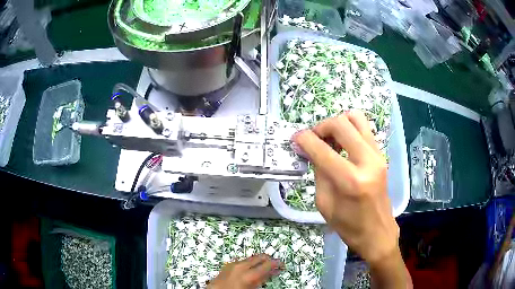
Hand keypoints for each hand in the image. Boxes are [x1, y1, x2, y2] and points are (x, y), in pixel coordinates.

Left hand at [207, 254, 283, 288]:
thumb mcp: (252, 288)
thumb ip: (263, 280)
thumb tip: (272, 273)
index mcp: (249, 274)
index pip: (268, 264)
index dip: (277, 264)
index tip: (282, 265)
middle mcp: (241, 266)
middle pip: (260, 257)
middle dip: (269, 259)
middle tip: (275, 265)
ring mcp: (233, 264)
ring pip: (251, 258)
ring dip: (259, 261)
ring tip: (263, 268)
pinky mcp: (228, 264)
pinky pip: (242, 261)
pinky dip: (249, 263)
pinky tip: (250, 270)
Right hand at [293, 111, 399, 266]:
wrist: (377, 232)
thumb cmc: (349, 226)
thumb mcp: (324, 203)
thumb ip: (318, 172)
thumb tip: (310, 149)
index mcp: (351, 181)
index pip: (322, 150)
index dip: (304, 140)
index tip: (295, 139)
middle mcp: (367, 161)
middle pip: (341, 124)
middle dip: (321, 127)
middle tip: (312, 139)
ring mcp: (377, 155)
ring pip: (355, 118)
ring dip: (337, 124)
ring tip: (329, 139)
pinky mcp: (381, 154)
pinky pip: (363, 128)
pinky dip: (349, 129)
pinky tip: (341, 143)